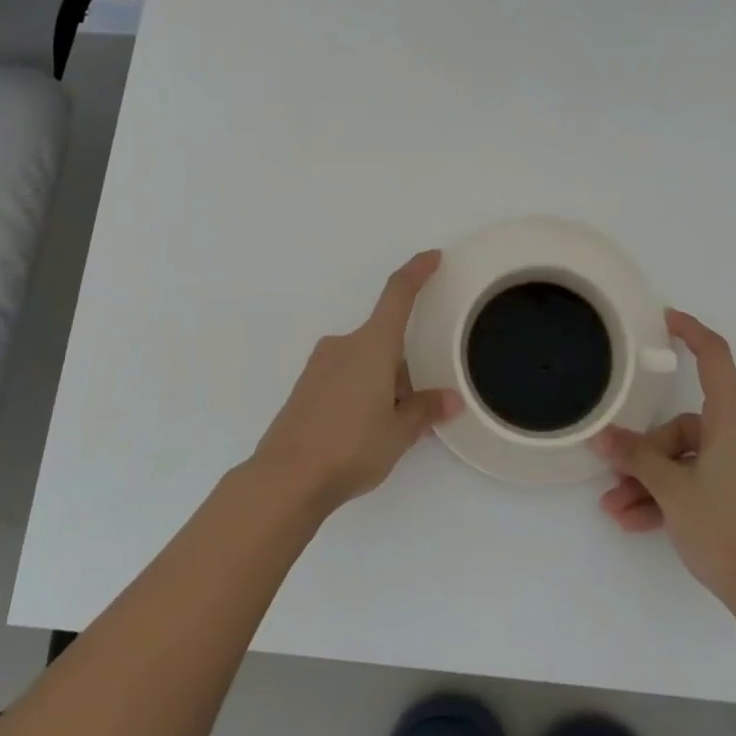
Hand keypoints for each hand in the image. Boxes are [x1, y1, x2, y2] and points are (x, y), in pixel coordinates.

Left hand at [253, 251, 461, 515]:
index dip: (417, 272)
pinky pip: (344, 378)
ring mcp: (319, 365)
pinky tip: (360, 432)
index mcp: (372, 345)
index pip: (398, 295)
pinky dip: (360, 393)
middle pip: (384, 342)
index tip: (432, 256)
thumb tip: (450, 399)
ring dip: (382, 384)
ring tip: (388, 430)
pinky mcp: (305, 387)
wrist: (285, 478)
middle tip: (414, 410)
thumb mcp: (399, 432)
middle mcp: (344, 345)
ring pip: (364, 362)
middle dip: (403, 369)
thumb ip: (425, 410)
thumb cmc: (351, 446)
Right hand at [593, 309, 735, 621]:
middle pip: (688, 424)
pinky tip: (640, 521)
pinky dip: (677, 493)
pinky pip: (707, 477)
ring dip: (654, 481)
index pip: (715, 356)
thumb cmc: (726, 529)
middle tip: (614, 476)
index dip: (690, 332)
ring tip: (618, 510)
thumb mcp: (671, 490)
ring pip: (693, 456)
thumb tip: (602, 436)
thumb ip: (635, 457)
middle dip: (647, 452)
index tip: (665, 319)